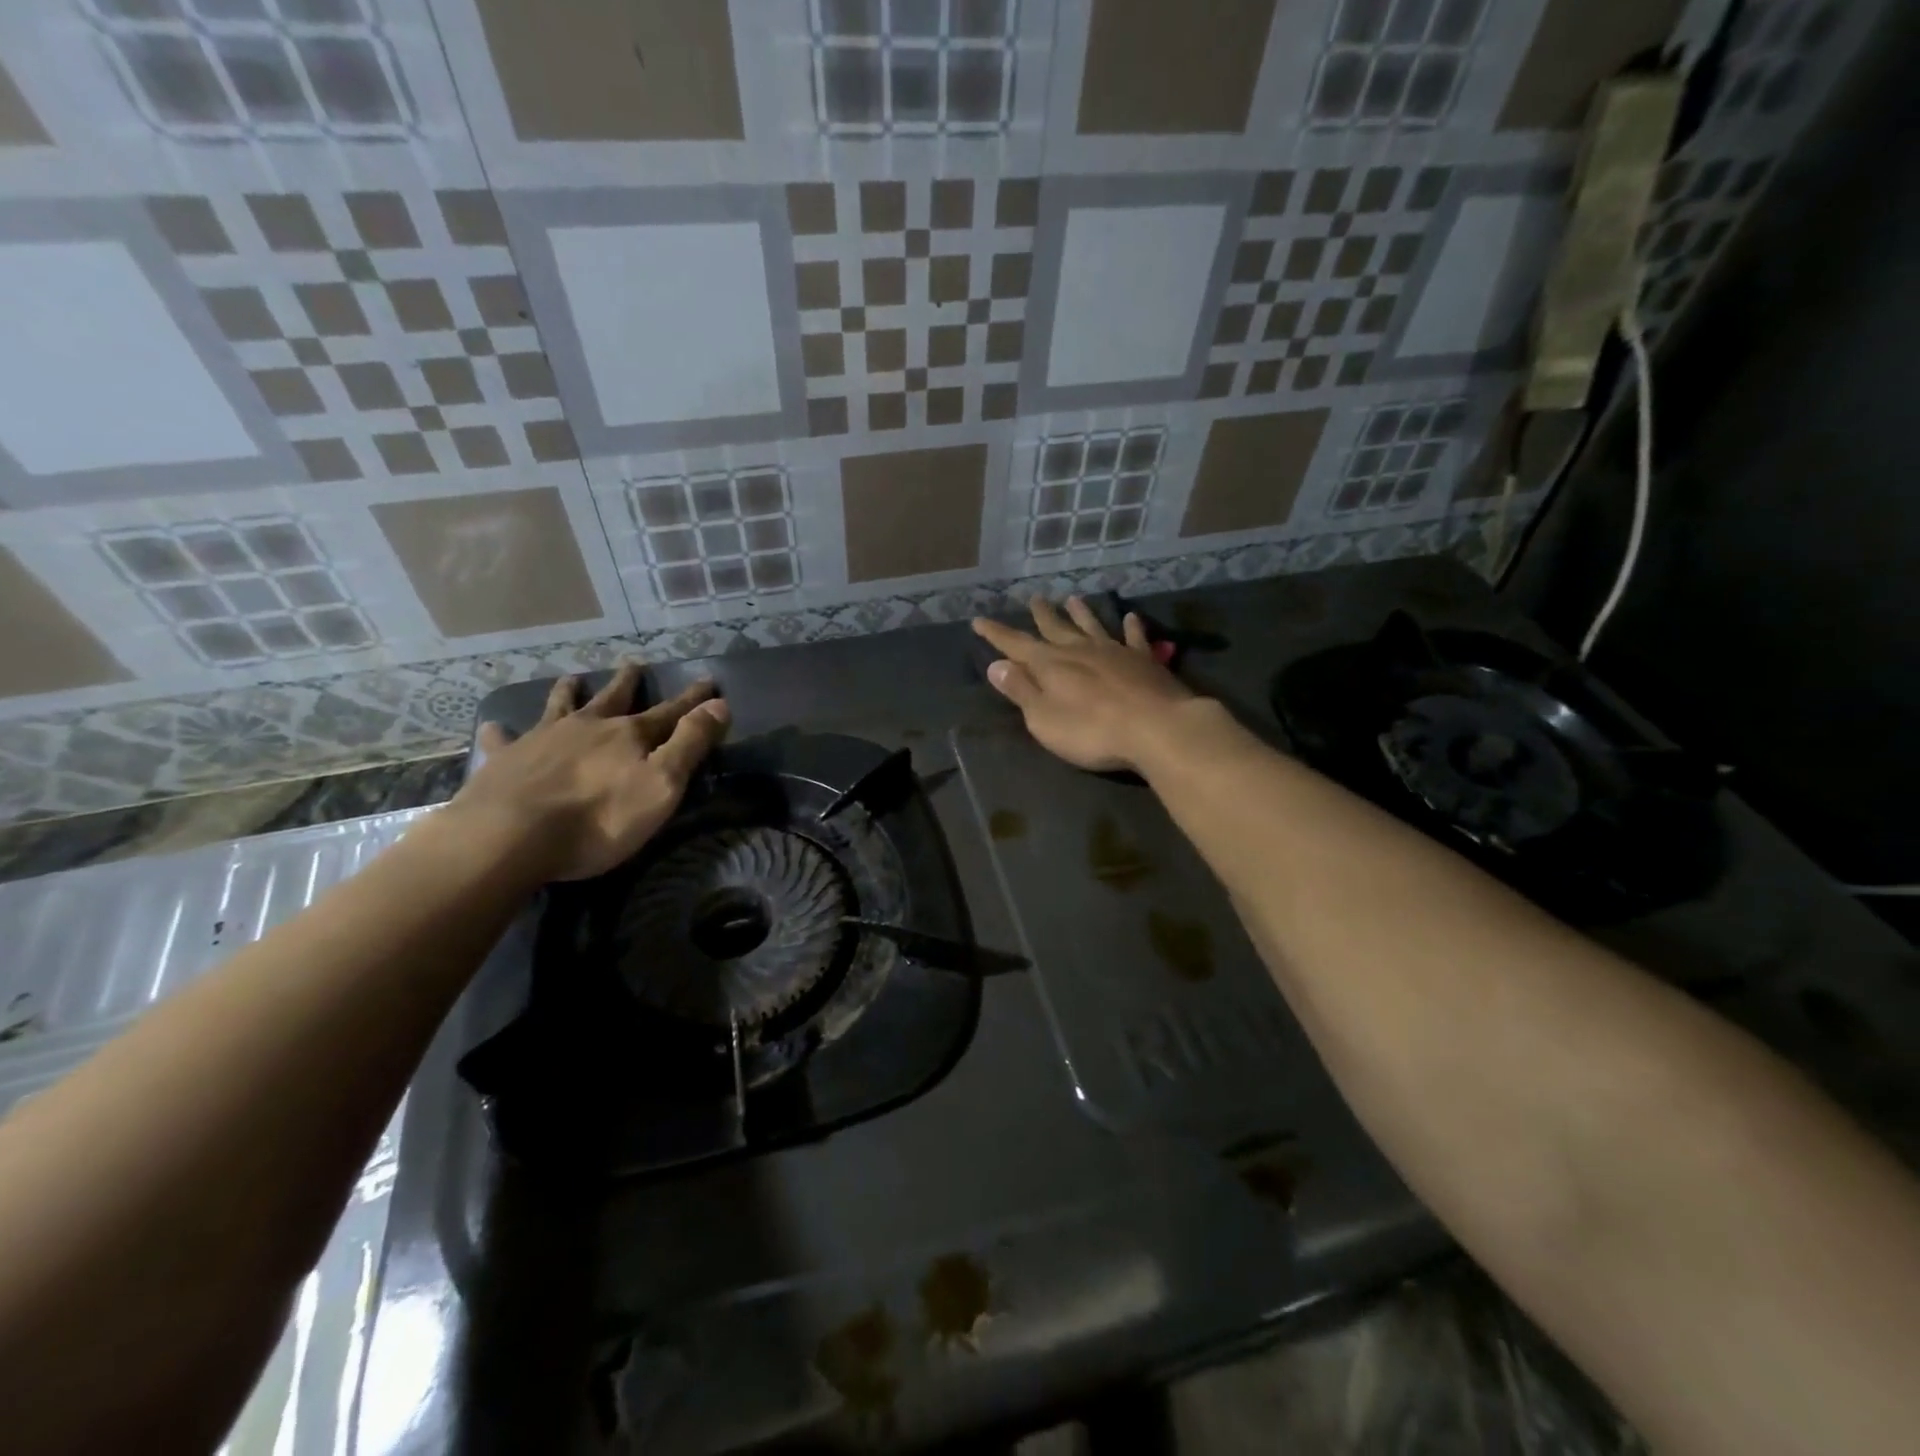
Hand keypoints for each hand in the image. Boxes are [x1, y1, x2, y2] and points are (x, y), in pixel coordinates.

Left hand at [450, 662, 730, 881]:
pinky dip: (501, 732)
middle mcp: (587, 727)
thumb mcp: (661, 784)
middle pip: (612, 699)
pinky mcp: (504, 761)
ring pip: (559, 707)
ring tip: (571, 678)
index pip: (669, 712)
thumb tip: (719, 705)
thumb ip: (690, 744)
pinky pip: (502, 740)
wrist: (511, 836)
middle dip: (626, 683)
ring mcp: (542, 740)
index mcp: (628, 735)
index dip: (692, 699)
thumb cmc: (599, 818)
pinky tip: (492, 726)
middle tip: (632, 664)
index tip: (709, 681)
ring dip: (568, 692)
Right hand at [972, 598, 1194, 772]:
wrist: (1156, 727)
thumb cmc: (1091, 731)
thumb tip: (996, 665)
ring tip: (1072, 599)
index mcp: (1050, 665)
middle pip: (1055, 629)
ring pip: (1092, 626)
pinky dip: (1131, 627)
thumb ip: (1021, 691)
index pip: (1016, 645)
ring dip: (1081, 613)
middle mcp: (1079, 650)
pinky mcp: (1144, 661)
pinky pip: (1134, 638)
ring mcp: (1114, 652)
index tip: (978, 620)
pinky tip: (1131, 617)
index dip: (996, 634)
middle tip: (1034, 599)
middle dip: (1041, 616)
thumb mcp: (1044, 718)